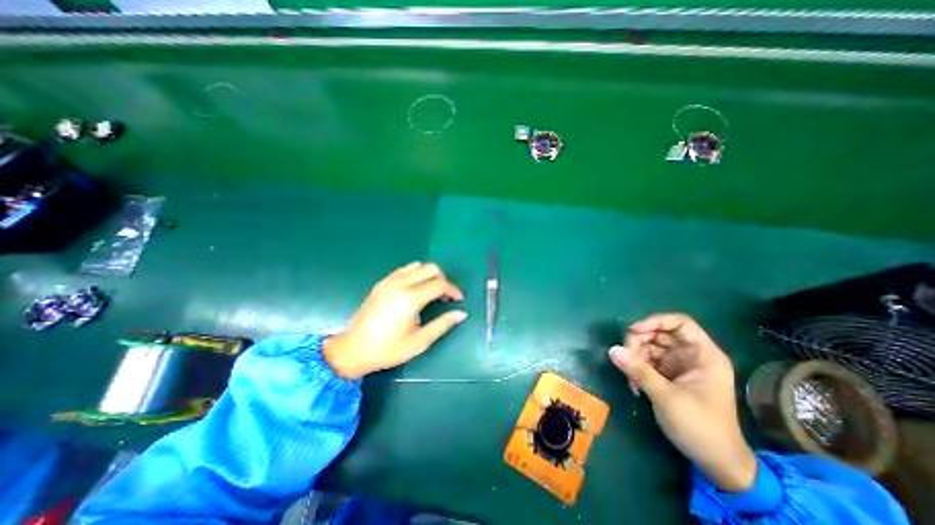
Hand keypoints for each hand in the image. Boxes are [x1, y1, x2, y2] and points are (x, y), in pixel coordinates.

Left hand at [325, 265, 466, 379]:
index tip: (458, 299)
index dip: (453, 290)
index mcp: (411, 298)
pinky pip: (404, 269)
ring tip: (432, 292)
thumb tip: (461, 314)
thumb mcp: (420, 341)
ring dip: (429, 275)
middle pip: (431, 268)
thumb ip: (442, 324)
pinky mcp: (382, 283)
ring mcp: (389, 281)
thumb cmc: (388, 349)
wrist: (353, 349)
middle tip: (445, 296)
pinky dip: (416, 274)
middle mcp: (401, 283)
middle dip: (443, 279)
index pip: (440, 283)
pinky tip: (415, 290)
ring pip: (418, 265)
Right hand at [606, 312, 758, 491]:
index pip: (680, 323)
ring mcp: (678, 365)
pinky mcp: (668, 376)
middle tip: (625, 357)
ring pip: (649, 347)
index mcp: (703, 355)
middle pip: (658, 334)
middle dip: (639, 342)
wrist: (716, 463)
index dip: (656, 321)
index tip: (634, 331)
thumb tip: (612, 350)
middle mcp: (690, 355)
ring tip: (630, 378)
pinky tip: (633, 384)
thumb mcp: (667, 397)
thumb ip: (639, 370)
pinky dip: (636, 368)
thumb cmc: (701, 427)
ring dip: (635, 358)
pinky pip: (646, 361)